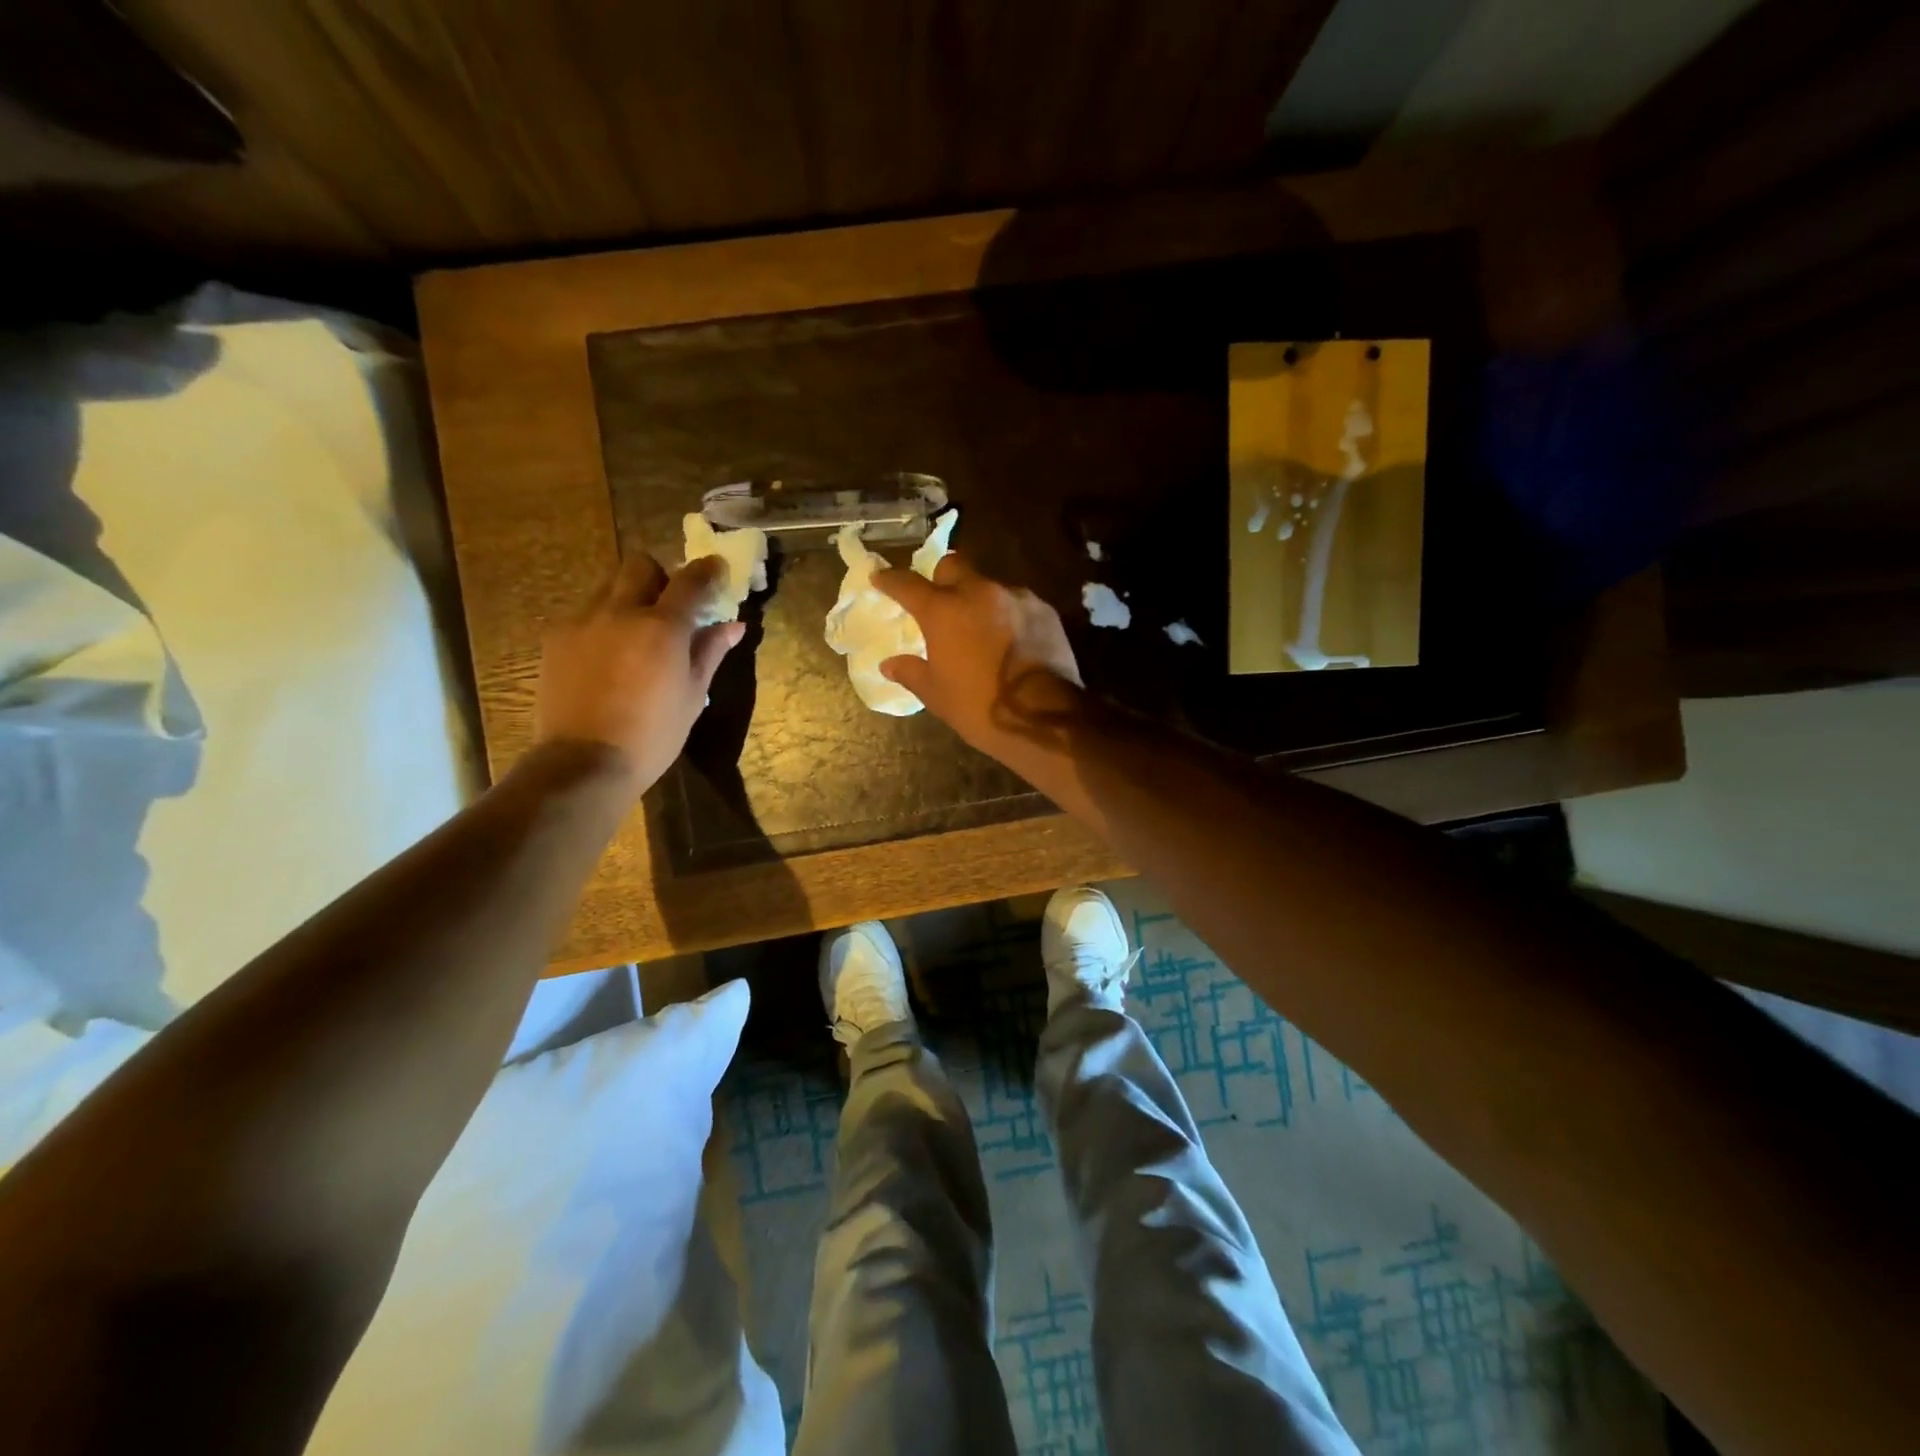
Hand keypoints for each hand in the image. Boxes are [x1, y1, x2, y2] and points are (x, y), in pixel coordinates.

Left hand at [534, 554, 743, 797]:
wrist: (585, 761)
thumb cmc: (653, 734)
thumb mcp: (693, 695)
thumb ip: (710, 651)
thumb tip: (733, 625)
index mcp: (663, 627)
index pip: (690, 580)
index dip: (707, 570)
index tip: (717, 569)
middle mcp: (620, 611)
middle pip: (640, 565)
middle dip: (660, 576)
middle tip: (670, 604)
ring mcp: (582, 621)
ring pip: (608, 585)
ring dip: (628, 596)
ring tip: (635, 630)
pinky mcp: (555, 637)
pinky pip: (584, 612)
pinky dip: (602, 620)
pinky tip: (607, 654)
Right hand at [873, 553, 1085, 765]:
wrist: (1044, 717)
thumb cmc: (980, 707)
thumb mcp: (938, 695)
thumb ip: (912, 672)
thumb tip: (889, 664)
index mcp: (944, 610)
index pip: (907, 584)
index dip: (890, 580)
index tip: (879, 578)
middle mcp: (979, 592)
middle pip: (953, 566)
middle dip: (941, 579)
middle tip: (939, 603)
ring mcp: (1016, 597)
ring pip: (989, 584)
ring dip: (979, 600)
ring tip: (980, 629)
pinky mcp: (1044, 610)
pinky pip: (1017, 602)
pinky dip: (1007, 615)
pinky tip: (1010, 640)